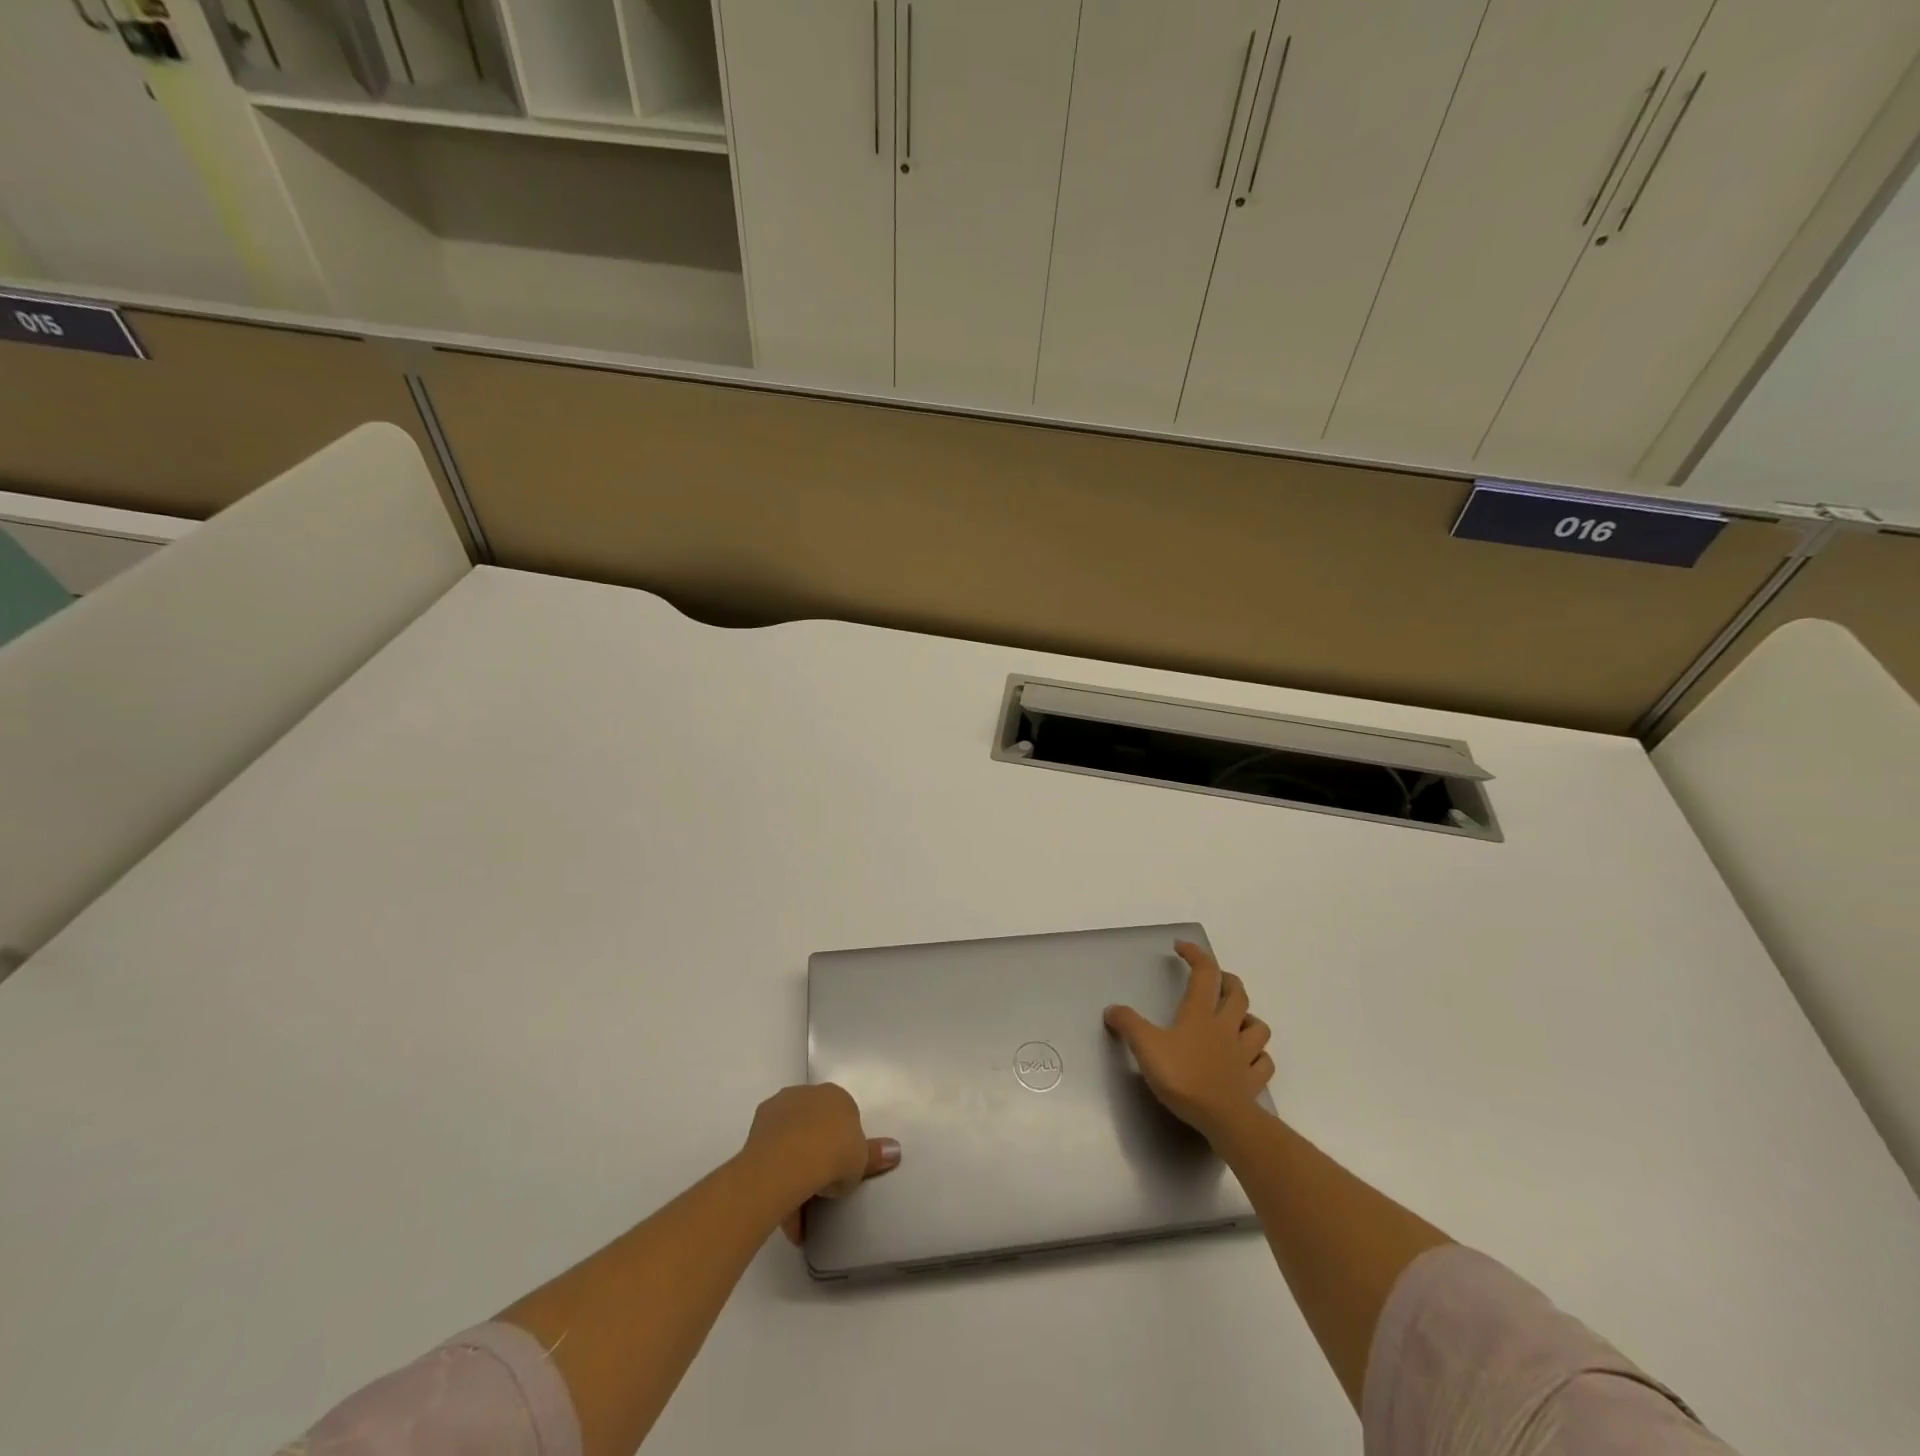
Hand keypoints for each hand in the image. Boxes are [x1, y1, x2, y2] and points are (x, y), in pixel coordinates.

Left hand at [742, 1083, 899, 1243]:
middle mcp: (807, 1095)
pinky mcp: (756, 1130)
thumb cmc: (834, 1154)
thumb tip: (895, 1150)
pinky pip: (772, 1156)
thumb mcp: (861, 1160)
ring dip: (795, 1172)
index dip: (843, 1146)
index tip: (842, 1172)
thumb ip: (875, 1155)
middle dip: (816, 1157)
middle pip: (814, 1127)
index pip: (842, 1118)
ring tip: (800, 1215)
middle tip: (821, 1191)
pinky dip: (778, 1180)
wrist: (789, 1161)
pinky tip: (784, 1213)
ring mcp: (779, 1109)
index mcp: (836, 1096)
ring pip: (790, 1142)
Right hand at [1104, 941, 1273, 1144]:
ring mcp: (1244, 1054)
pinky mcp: (1254, 1080)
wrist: (1222, 1119)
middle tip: (1215, 980)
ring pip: (1258, 1026)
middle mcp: (1226, 1027)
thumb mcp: (1146, 1046)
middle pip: (1237, 993)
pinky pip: (1264, 1062)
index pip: (1204, 972)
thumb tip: (1111, 1009)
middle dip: (1227, 980)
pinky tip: (1249, 1059)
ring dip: (1249, 1018)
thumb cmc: (1183, 1077)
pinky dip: (1258, 1056)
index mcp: (1200, 1013)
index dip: (1195, 954)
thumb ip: (1128, 1025)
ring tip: (1236, 1020)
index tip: (1181, 947)